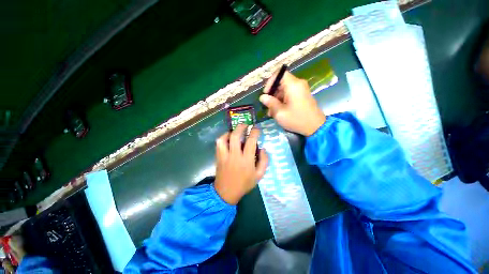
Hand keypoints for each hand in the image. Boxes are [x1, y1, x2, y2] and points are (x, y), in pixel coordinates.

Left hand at [214, 124, 267, 204]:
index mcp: (246, 160)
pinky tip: (227, 138)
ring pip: (224, 139)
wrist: (227, 192)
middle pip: (235, 136)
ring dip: (230, 132)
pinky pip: (218, 144)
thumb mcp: (259, 175)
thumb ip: (264, 161)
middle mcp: (234, 156)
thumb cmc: (245, 184)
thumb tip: (263, 148)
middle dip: (241, 127)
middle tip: (245, 125)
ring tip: (235, 131)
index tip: (256, 129)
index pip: (251, 142)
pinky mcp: (218, 157)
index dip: (254, 132)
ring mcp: (224, 156)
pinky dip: (223, 138)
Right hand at [259, 70, 325, 135]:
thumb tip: (262, 97)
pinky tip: (278, 112)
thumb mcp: (280, 113)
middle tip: (267, 106)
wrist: (316, 127)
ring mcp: (301, 90)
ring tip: (271, 113)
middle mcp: (298, 84)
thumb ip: (270, 103)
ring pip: (284, 90)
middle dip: (272, 94)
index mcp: (293, 85)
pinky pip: (289, 95)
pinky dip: (282, 101)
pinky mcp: (302, 96)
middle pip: (281, 83)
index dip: (270, 82)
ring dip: (276, 100)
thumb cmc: (296, 119)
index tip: (266, 93)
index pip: (279, 73)